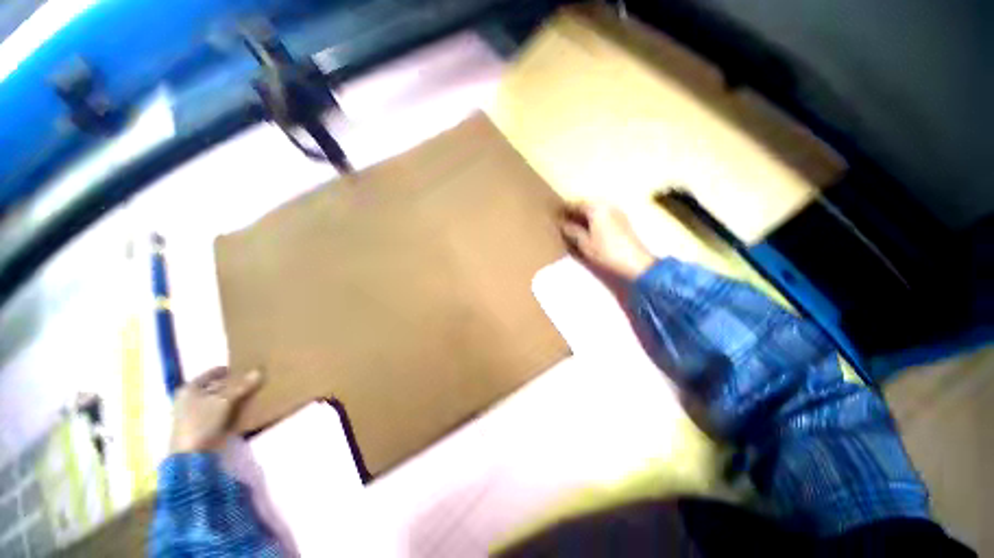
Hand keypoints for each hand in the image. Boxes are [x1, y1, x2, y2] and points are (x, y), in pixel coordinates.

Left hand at [170, 367, 262, 453]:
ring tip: (252, 395)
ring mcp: (193, 413)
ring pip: (218, 400)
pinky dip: (230, 409)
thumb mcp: (224, 401)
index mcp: (190, 388)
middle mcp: (189, 398)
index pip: (213, 372)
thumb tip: (259, 371)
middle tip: (252, 382)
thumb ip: (241, 386)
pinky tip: (243, 409)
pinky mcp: (200, 426)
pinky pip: (218, 412)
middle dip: (233, 384)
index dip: (230, 370)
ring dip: (233, 397)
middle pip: (215, 386)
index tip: (247, 369)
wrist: (191, 456)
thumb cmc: (202, 422)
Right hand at [559, 202, 655, 281]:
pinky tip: (586, 228)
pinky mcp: (621, 220)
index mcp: (596, 208)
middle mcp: (606, 205)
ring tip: (572, 225)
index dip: (563, 209)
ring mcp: (616, 212)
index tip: (553, 213)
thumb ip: (572, 231)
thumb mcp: (584, 243)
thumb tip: (562, 224)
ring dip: (583, 215)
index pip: (575, 204)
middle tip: (561, 219)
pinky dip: (592, 219)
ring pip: (594, 210)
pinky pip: (602, 215)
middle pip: (586, 205)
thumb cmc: (606, 252)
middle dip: (573, 211)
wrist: (635, 263)